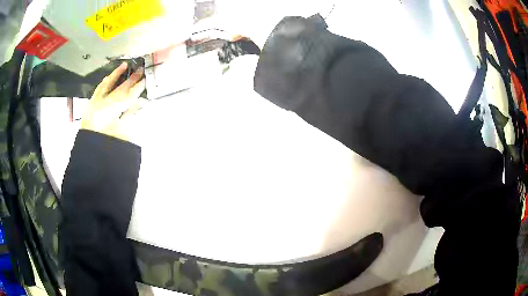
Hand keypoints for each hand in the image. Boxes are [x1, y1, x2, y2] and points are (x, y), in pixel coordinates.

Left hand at [81, 62, 145, 142]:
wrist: (89, 147)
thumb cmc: (106, 140)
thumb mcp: (122, 131)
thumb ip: (129, 115)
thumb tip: (138, 103)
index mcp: (114, 110)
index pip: (129, 95)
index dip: (138, 87)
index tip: (145, 80)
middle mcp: (105, 102)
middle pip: (120, 88)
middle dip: (131, 79)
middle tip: (140, 70)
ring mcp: (97, 101)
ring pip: (107, 84)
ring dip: (116, 74)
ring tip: (123, 65)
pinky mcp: (91, 103)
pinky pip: (98, 90)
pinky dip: (103, 83)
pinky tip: (106, 78)